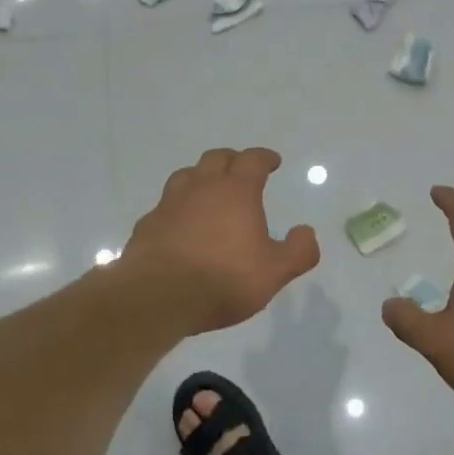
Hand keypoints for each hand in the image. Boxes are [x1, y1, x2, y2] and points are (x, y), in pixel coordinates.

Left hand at [120, 148, 319, 333]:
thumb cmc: (223, 279)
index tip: (272, 161)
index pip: (252, 160)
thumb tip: (306, 232)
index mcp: (236, 191)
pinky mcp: (147, 224)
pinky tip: (180, 225)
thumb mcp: (274, 272)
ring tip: (208, 191)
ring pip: (186, 175)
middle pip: (216, 158)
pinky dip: (177, 208)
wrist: (158, 297)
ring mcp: (170, 204)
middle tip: (241, 170)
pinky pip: (165, 206)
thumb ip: (298, 251)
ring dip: (201, 177)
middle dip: (232, 160)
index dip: (264, 157)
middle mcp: (202, 188)